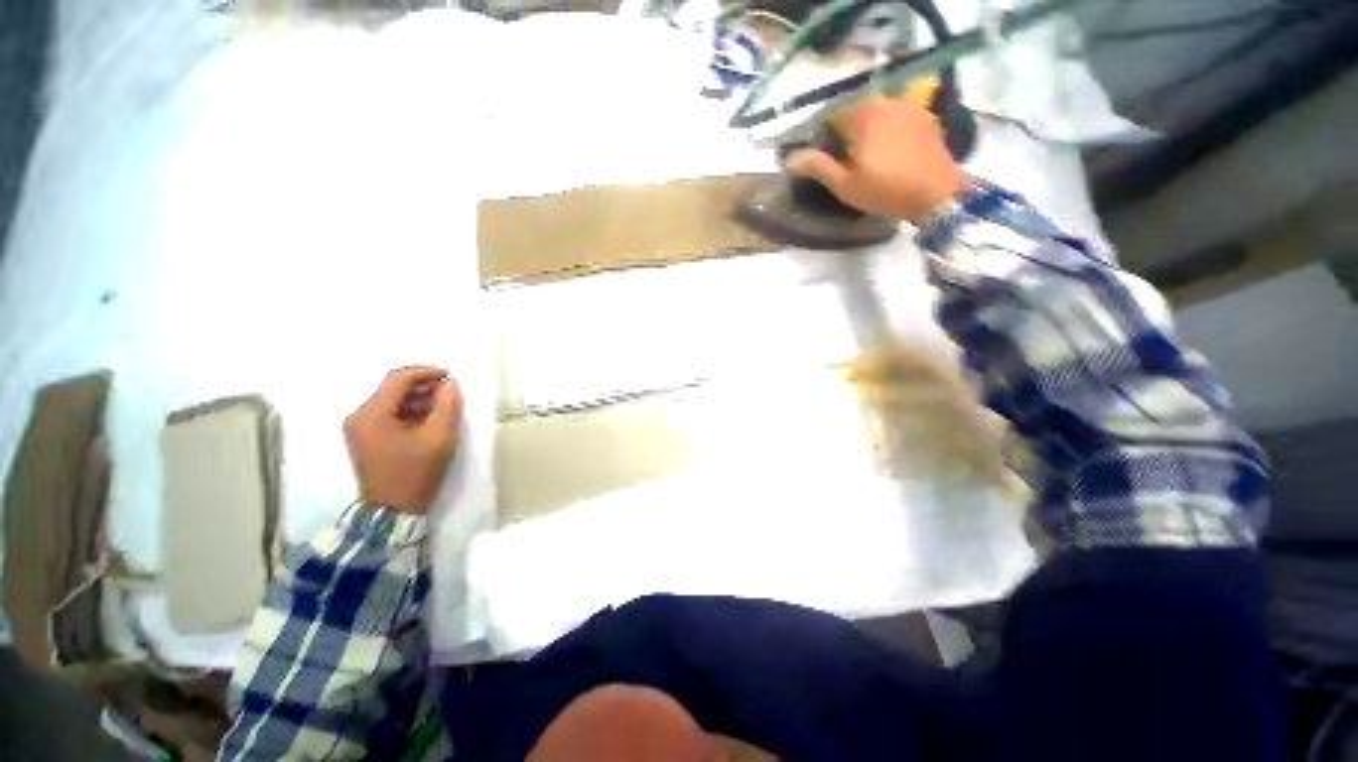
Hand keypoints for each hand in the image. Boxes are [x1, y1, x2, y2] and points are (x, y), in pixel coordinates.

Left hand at [344, 366, 463, 514]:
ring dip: (419, 399)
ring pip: (392, 400)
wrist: (393, 512)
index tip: (451, 376)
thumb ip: (447, 406)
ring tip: (444, 408)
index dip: (427, 372)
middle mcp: (359, 416)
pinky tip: (429, 420)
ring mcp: (359, 428)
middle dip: (424, 387)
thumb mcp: (439, 437)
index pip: (398, 379)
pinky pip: (390, 414)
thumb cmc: (416, 473)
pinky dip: (411, 411)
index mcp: (372, 415)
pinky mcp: (366, 438)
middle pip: (393, 388)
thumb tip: (450, 385)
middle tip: (450, 394)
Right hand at [785, 95, 966, 224]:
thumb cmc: (886, 190)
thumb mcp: (845, 185)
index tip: (822, 155)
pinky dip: (889, 128)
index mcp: (864, 115)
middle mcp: (886, 101)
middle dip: (846, 130)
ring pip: (879, 112)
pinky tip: (890, 149)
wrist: (937, 193)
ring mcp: (910, 105)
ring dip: (868, 128)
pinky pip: (898, 116)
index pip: (832, 115)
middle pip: (857, 110)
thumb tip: (791, 158)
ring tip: (867, 154)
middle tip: (844, 158)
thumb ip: (818, 167)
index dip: (823, 134)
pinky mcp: (926, 116)